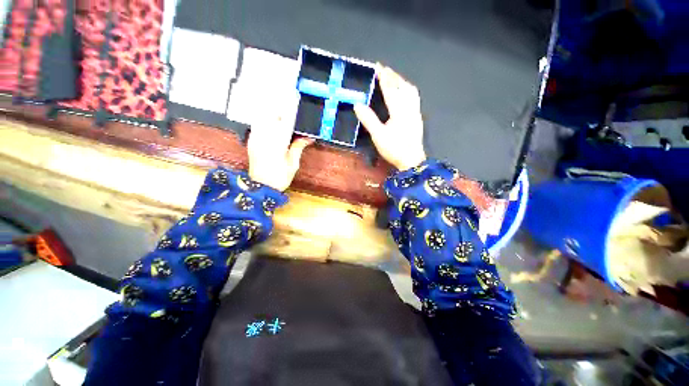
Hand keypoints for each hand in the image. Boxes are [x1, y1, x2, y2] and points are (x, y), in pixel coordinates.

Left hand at [248, 105, 313, 191]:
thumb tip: (308, 137)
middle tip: (286, 100)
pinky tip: (268, 119)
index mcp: (278, 144)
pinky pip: (256, 124)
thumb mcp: (293, 164)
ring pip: (261, 117)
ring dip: (270, 111)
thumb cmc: (279, 177)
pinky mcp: (251, 141)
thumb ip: (298, 147)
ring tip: (278, 108)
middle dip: (278, 106)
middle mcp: (265, 137)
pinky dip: (262, 118)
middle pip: (270, 115)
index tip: (294, 97)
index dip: (290, 108)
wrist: (261, 187)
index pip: (285, 121)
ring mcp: (256, 138)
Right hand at [354, 65, 425, 170]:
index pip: (390, 89)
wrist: (411, 160)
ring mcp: (415, 112)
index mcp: (398, 110)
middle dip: (393, 76)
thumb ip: (368, 119)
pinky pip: (414, 97)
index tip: (378, 66)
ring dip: (402, 81)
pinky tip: (405, 92)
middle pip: (402, 86)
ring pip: (410, 90)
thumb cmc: (394, 148)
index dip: (384, 77)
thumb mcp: (378, 135)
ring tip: (394, 77)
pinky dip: (408, 89)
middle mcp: (409, 107)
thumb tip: (357, 104)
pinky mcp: (417, 117)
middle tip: (385, 69)